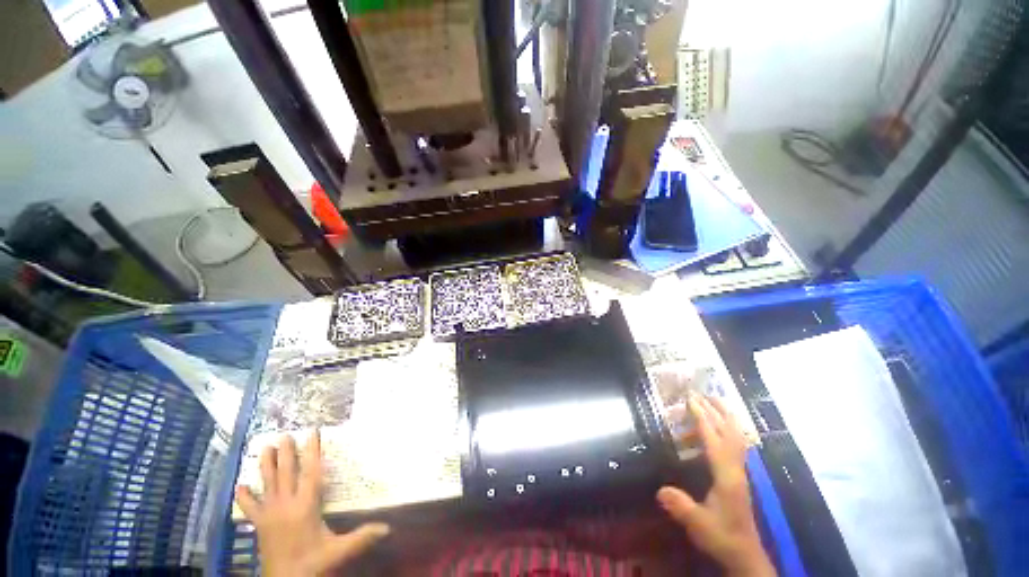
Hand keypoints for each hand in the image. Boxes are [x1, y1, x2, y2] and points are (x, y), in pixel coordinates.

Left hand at [236, 430, 389, 576]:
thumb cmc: (312, 564)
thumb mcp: (338, 551)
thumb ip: (362, 537)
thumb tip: (388, 527)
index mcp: (305, 506)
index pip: (310, 472)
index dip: (313, 451)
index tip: (313, 433)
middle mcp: (286, 505)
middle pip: (286, 473)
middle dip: (287, 452)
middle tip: (285, 434)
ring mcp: (269, 514)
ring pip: (267, 483)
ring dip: (266, 465)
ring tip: (265, 447)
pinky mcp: (259, 525)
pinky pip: (250, 507)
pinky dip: (244, 496)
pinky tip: (239, 485)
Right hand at [656, 396, 775, 576]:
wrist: (745, 554)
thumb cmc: (722, 536)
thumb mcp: (699, 524)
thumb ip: (681, 507)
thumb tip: (660, 490)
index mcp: (726, 476)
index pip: (714, 440)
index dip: (702, 418)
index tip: (691, 400)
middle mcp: (736, 469)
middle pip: (728, 432)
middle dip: (714, 410)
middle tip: (699, 393)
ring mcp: (740, 471)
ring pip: (737, 436)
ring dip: (726, 417)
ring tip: (714, 401)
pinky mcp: (739, 475)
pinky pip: (737, 444)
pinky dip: (730, 429)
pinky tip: (723, 426)